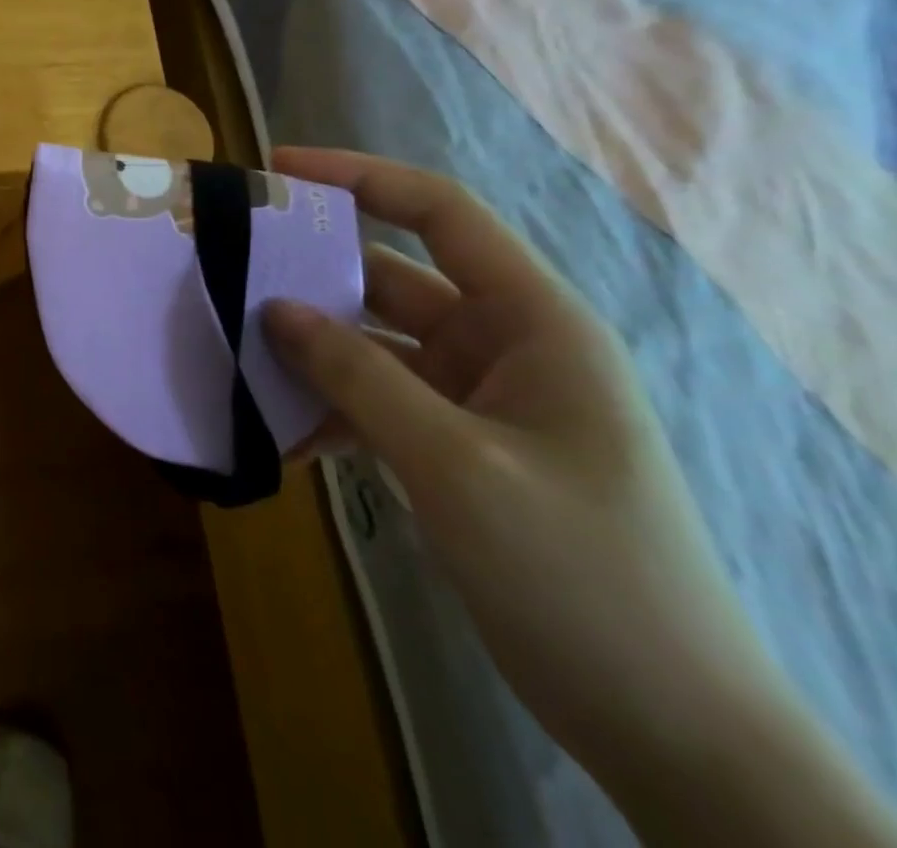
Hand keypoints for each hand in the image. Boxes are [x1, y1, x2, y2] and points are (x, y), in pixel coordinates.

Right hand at [258, 149, 806, 826]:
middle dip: (313, 274)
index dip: (358, 177)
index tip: (276, 170)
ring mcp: (477, 399)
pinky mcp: (456, 448)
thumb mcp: (455, 463)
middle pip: (391, 279)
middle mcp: (503, 345)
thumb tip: (274, 308)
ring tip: (235, 354)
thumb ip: (357, 375)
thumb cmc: (578, 571)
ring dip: (311, 353)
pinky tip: (278, 436)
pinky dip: (329, 411)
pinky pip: (376, 403)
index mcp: (532, 321)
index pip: (440, 213)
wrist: (667, 727)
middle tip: (229, 270)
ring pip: (374, 346)